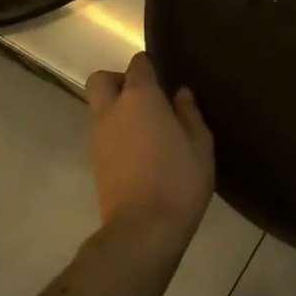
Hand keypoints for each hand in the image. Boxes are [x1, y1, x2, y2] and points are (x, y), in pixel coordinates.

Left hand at [84, 53, 213, 244]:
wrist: (143, 230)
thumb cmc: (179, 179)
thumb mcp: (200, 144)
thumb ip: (189, 114)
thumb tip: (180, 94)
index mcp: (140, 98)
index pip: (137, 65)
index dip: (149, 66)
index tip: (164, 76)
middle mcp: (112, 112)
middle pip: (101, 80)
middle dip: (119, 81)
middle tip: (147, 97)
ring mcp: (98, 139)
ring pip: (100, 109)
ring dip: (118, 110)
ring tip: (149, 129)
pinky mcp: (95, 164)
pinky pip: (103, 135)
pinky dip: (117, 134)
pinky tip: (142, 152)